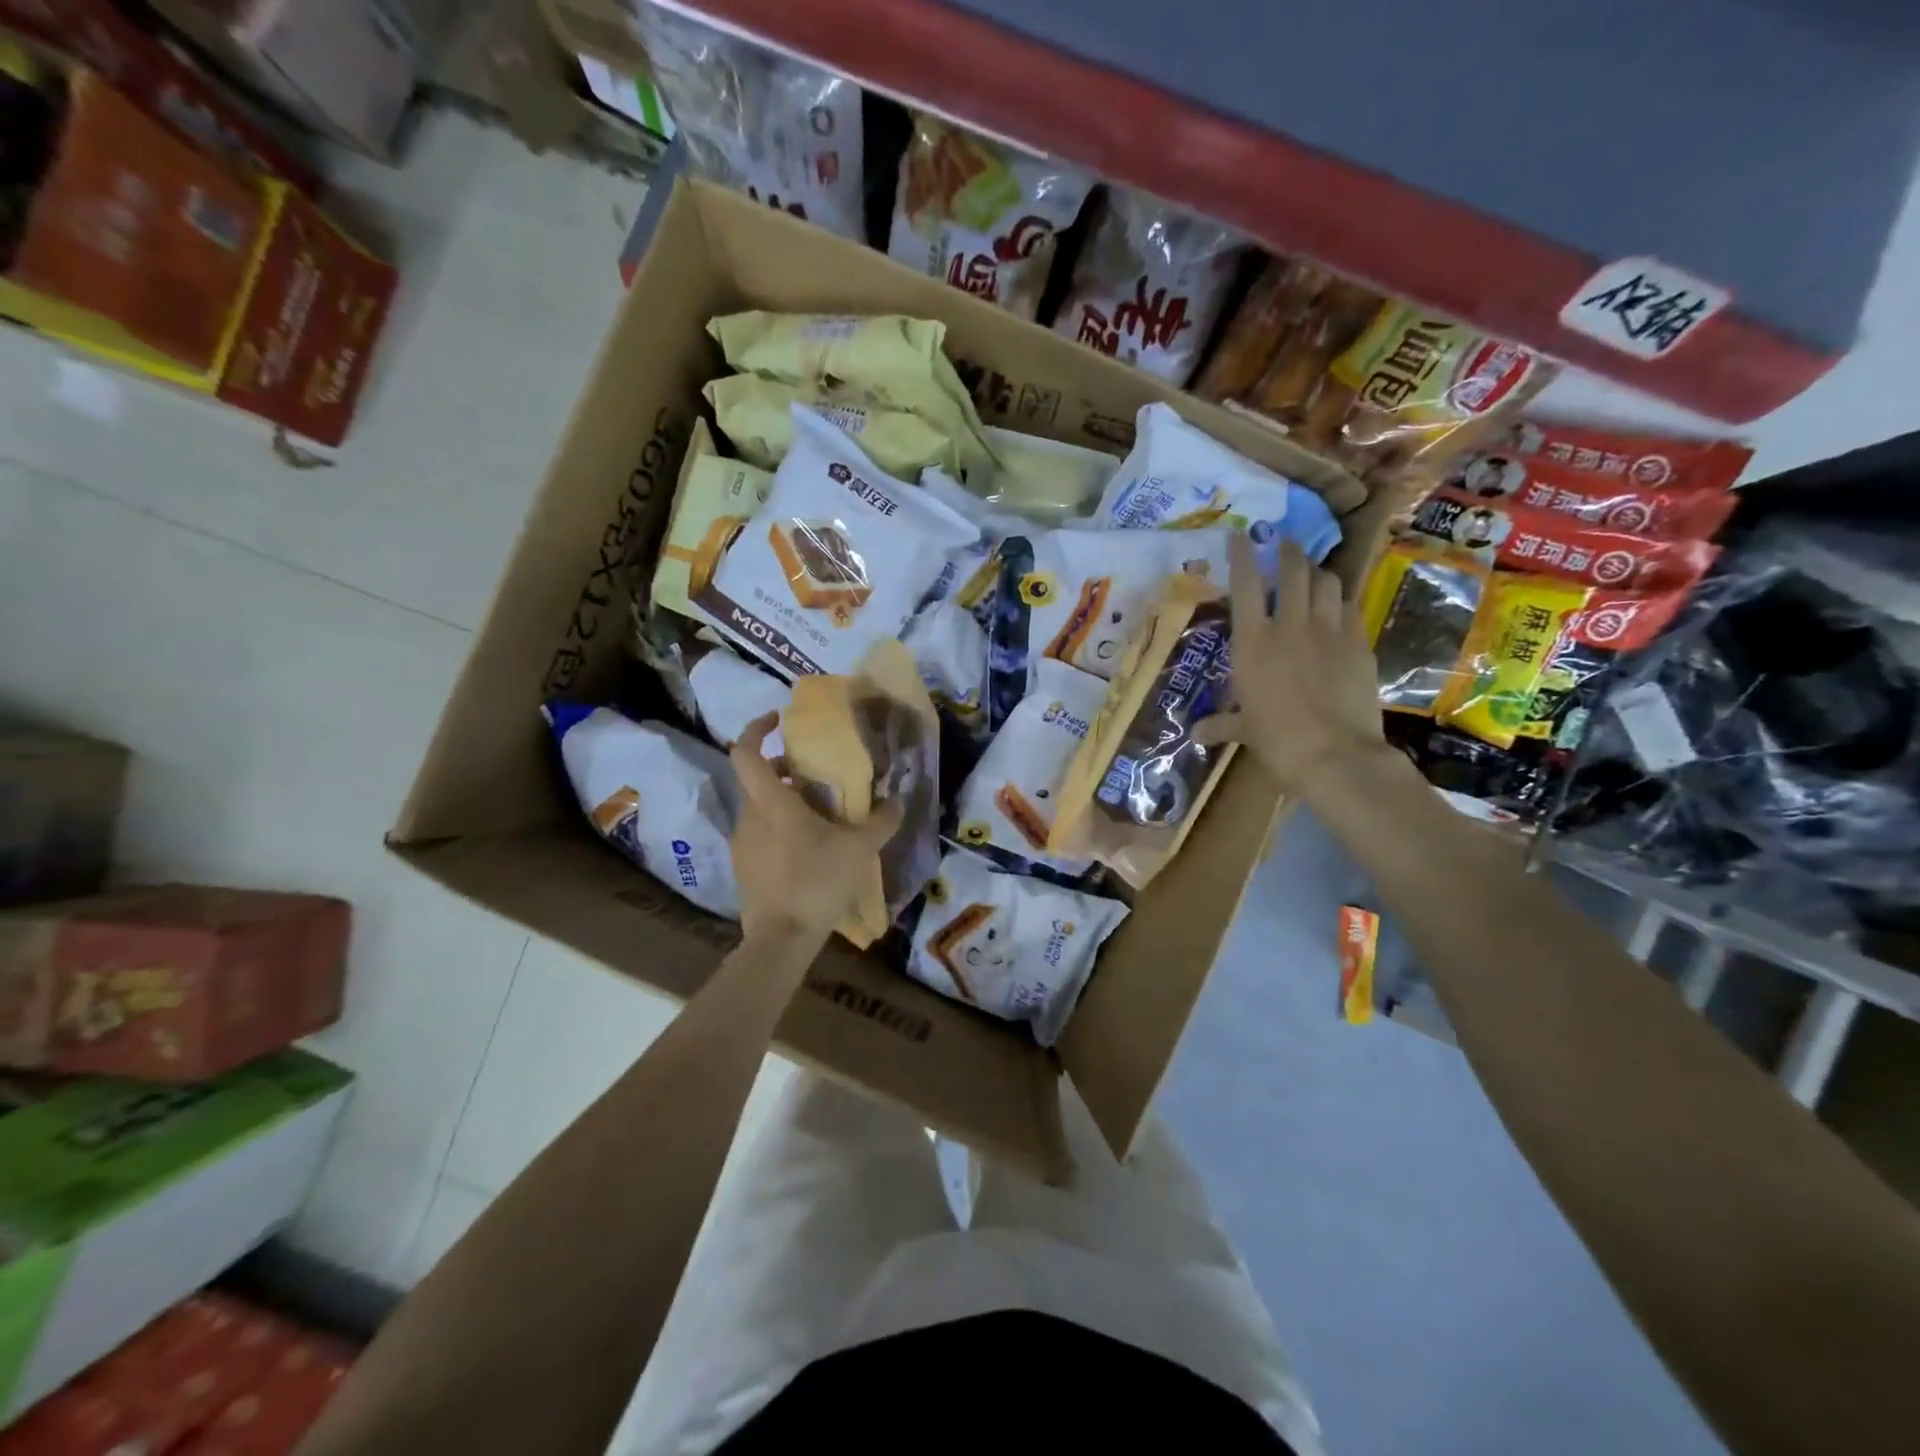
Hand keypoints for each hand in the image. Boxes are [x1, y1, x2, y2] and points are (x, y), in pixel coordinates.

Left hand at [728, 713, 905, 949]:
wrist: (781, 939)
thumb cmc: (817, 882)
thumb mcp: (859, 849)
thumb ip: (880, 821)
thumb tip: (897, 801)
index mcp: (771, 803)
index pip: (745, 753)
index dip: (756, 729)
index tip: (778, 720)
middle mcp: (749, 817)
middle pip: (756, 779)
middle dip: (782, 768)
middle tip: (813, 772)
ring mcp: (742, 844)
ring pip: (758, 807)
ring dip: (782, 799)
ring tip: (818, 812)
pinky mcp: (744, 867)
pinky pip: (759, 832)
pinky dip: (779, 826)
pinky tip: (808, 846)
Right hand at [1197, 536, 1386, 791]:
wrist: (1335, 754)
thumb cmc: (1277, 740)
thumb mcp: (1244, 730)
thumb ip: (1221, 724)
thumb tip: (1196, 734)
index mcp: (1253, 642)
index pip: (1244, 584)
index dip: (1241, 555)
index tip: (1239, 534)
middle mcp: (1289, 625)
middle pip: (1291, 570)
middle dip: (1287, 551)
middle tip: (1285, 544)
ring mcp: (1329, 630)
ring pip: (1326, 582)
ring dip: (1317, 572)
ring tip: (1312, 573)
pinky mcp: (1359, 642)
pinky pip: (1350, 608)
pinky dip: (1341, 601)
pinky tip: (1338, 607)